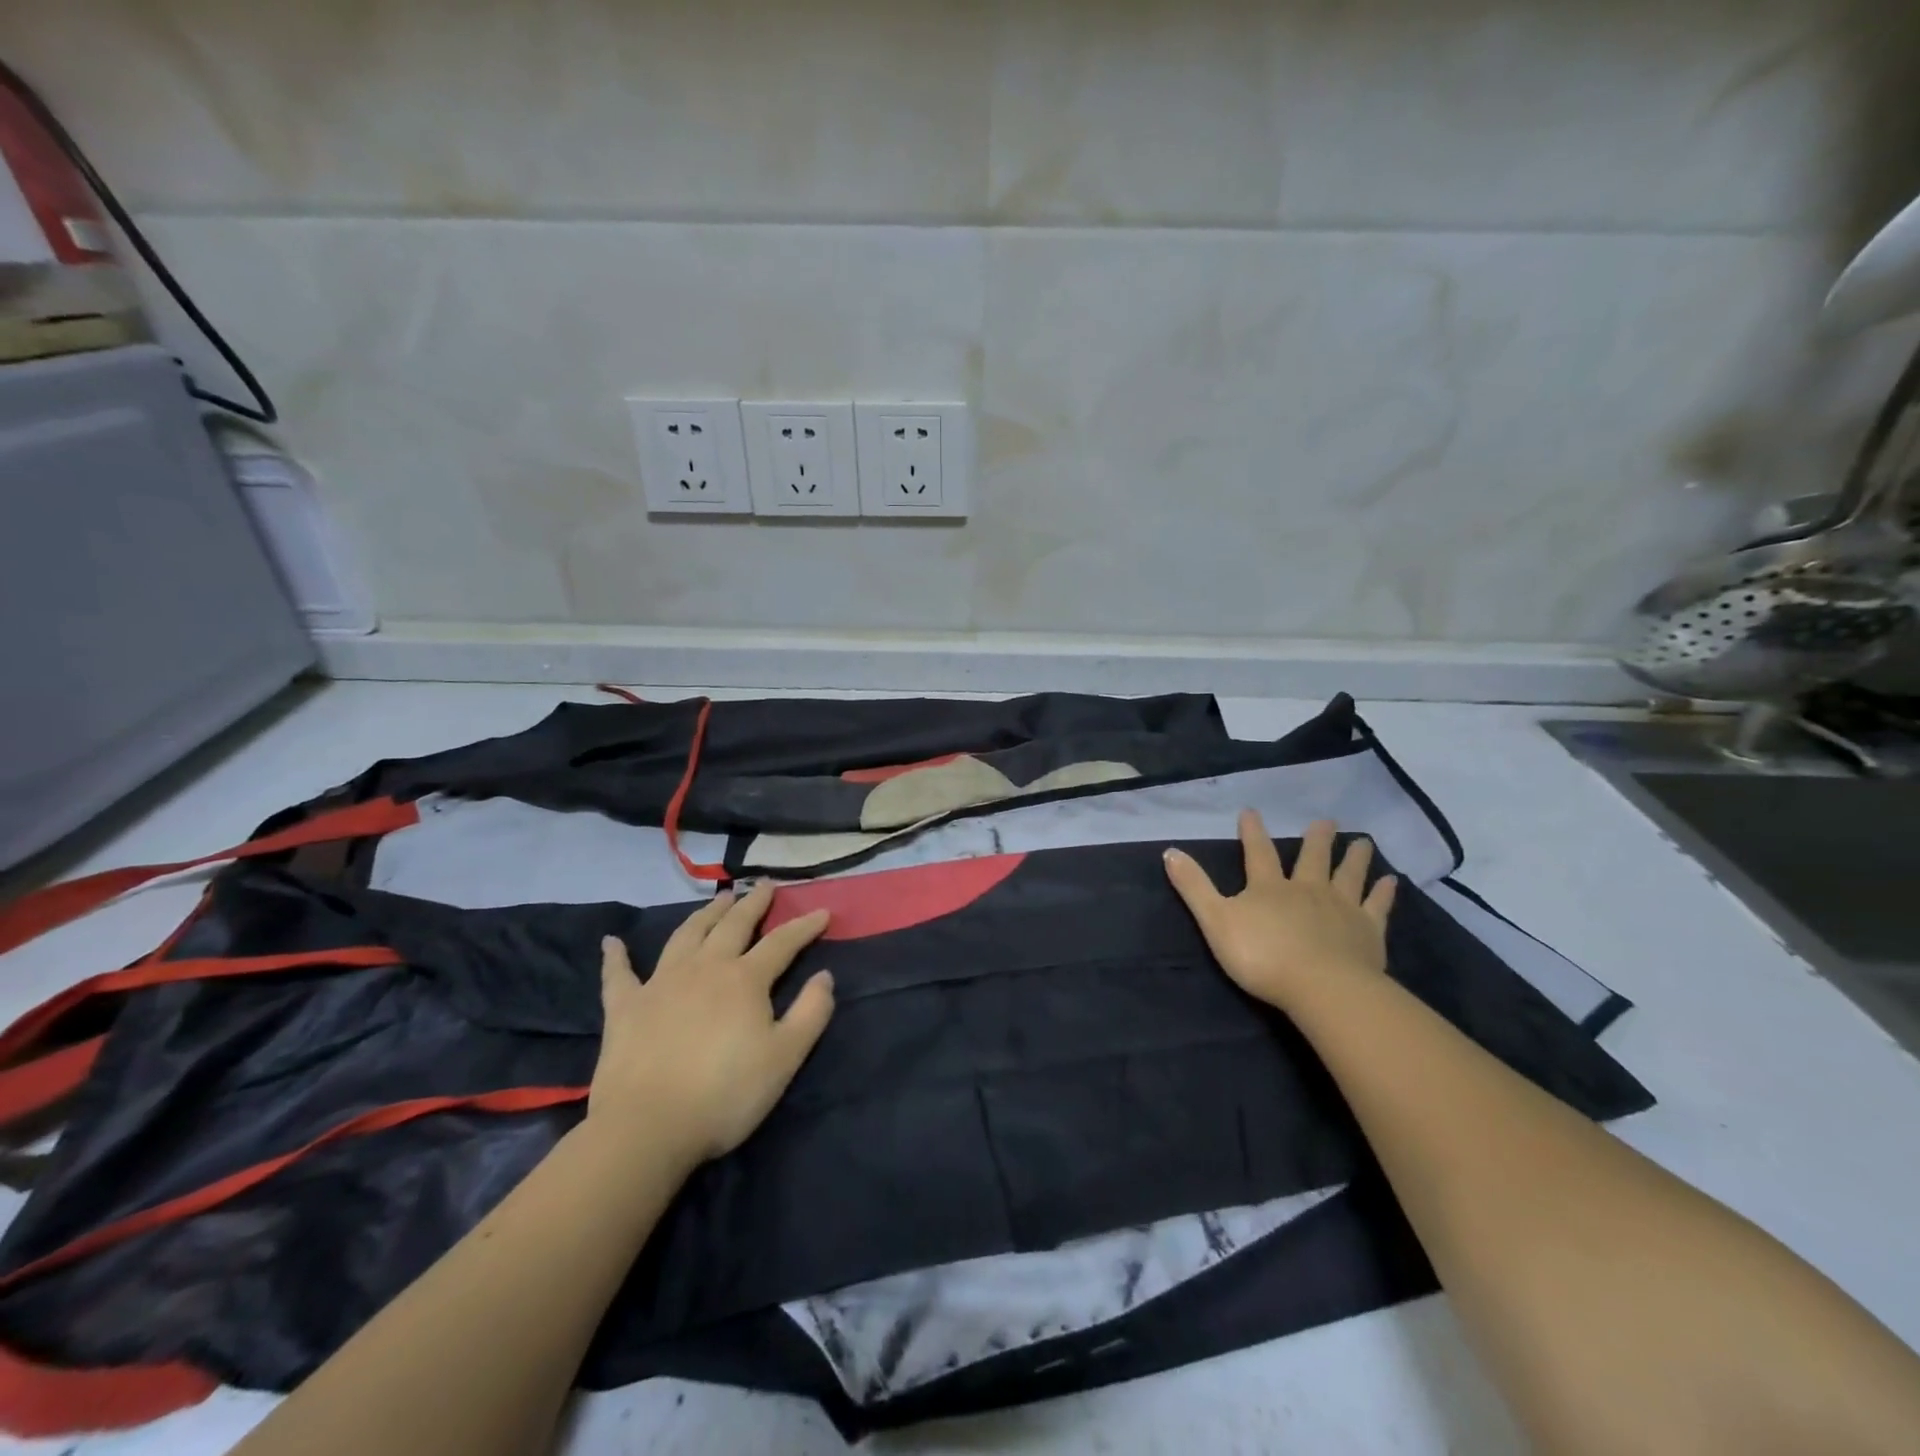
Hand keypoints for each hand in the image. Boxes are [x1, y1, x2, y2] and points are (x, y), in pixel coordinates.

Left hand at [590, 885, 834, 1167]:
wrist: (647, 1128)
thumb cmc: (725, 1095)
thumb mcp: (785, 1057)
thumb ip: (811, 1013)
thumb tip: (825, 975)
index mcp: (745, 979)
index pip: (782, 943)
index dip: (804, 926)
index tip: (822, 911)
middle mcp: (704, 968)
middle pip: (733, 925)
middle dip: (752, 903)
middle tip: (765, 885)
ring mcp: (661, 983)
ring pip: (686, 935)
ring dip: (705, 914)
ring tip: (719, 899)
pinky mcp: (625, 1007)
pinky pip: (619, 974)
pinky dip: (616, 956)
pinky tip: (612, 941)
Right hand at [1164, 813, 1397, 1009]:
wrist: (1321, 987)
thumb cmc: (1262, 956)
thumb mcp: (1215, 920)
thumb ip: (1194, 887)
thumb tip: (1169, 851)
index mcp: (1269, 888)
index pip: (1258, 853)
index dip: (1253, 832)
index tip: (1251, 812)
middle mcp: (1307, 889)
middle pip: (1312, 858)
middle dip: (1316, 839)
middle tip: (1326, 821)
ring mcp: (1341, 908)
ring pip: (1348, 875)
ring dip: (1354, 857)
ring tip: (1362, 841)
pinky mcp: (1368, 931)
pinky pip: (1377, 906)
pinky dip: (1384, 892)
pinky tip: (1392, 881)